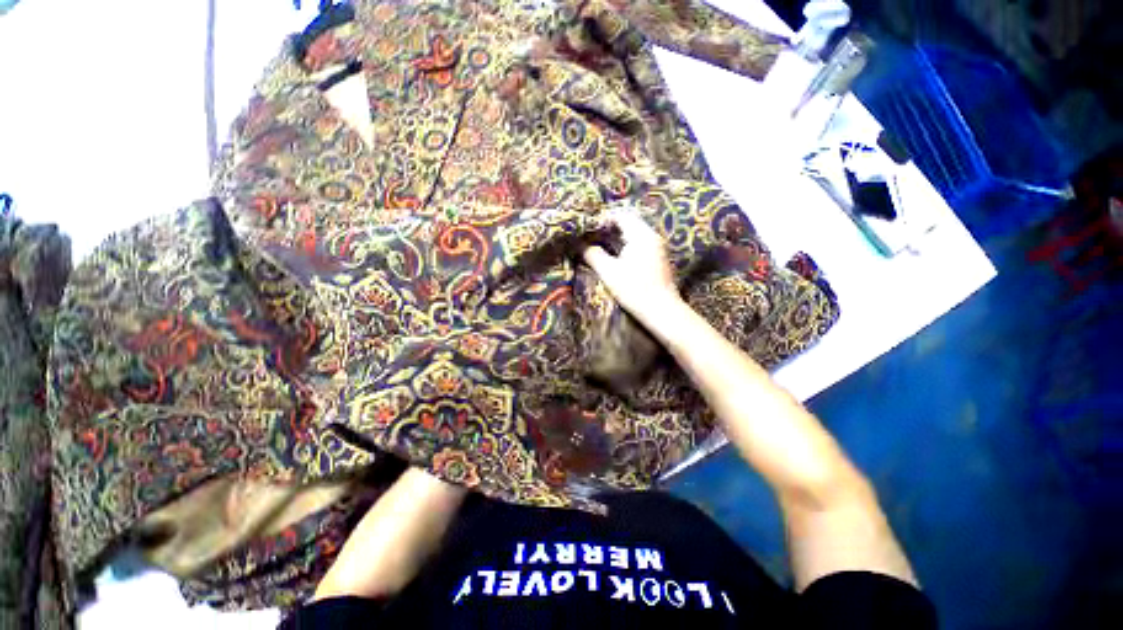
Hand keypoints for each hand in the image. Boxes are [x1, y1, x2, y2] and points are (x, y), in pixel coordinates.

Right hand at [583, 211, 681, 322]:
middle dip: (609, 227)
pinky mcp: (659, 258)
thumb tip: (580, 245)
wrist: (662, 311)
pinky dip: (627, 245)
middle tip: (592, 236)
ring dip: (618, 237)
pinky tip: (617, 256)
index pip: (621, 215)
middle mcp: (652, 236)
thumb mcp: (609, 272)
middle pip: (629, 222)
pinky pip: (641, 243)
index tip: (589, 228)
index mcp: (641, 235)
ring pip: (635, 233)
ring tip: (601, 245)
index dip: (604, 218)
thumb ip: (593, 255)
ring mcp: (658, 247)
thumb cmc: (635, 290)